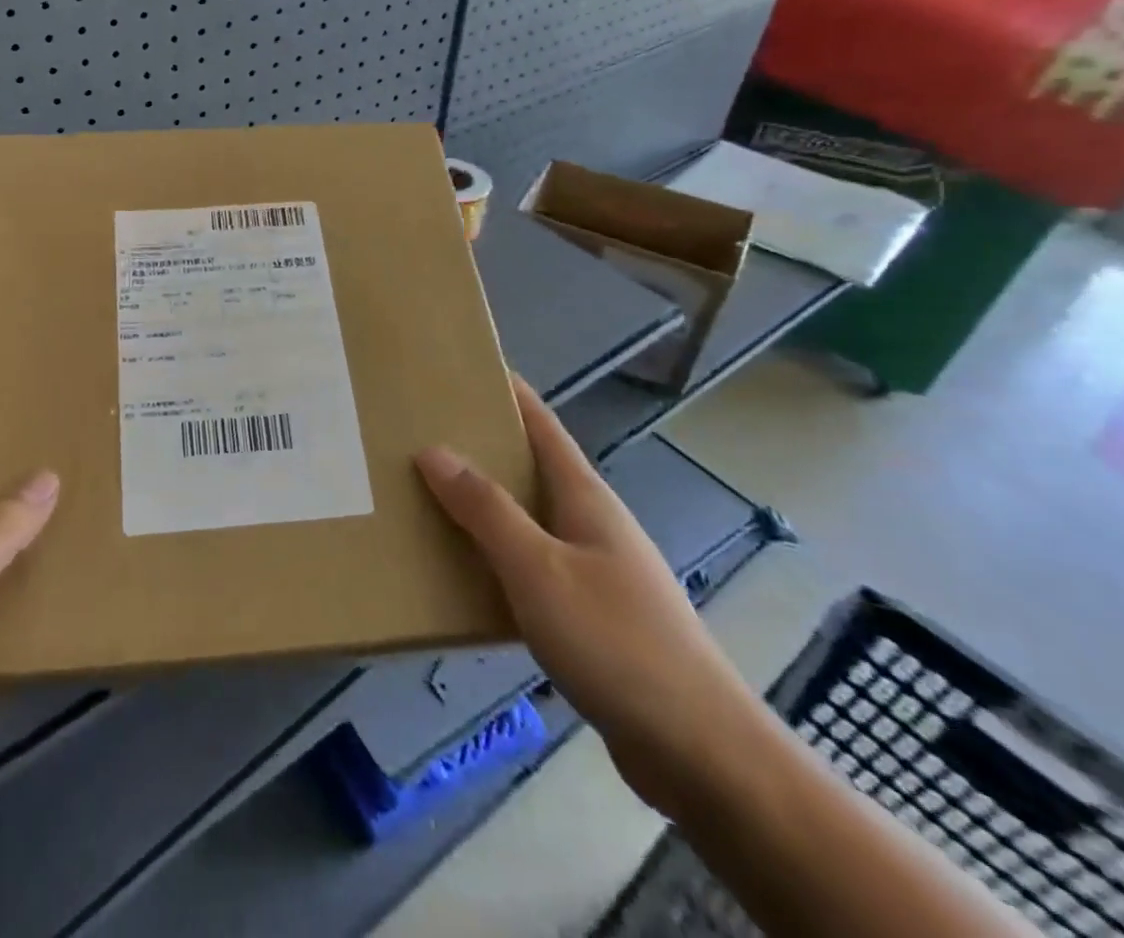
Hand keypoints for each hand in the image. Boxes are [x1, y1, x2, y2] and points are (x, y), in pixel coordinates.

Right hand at [415, 375, 767, 818]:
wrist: (702, 754)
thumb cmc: (617, 643)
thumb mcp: (538, 569)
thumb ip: (485, 509)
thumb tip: (433, 450)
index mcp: (585, 497)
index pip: (541, 424)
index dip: (507, 391)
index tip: (462, 368)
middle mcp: (592, 523)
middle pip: (532, 468)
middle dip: (481, 447)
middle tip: (421, 434)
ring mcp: (597, 570)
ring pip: (529, 520)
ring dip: (484, 506)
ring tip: (428, 498)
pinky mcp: (594, 617)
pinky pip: (533, 567)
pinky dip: (497, 558)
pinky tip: (467, 574)